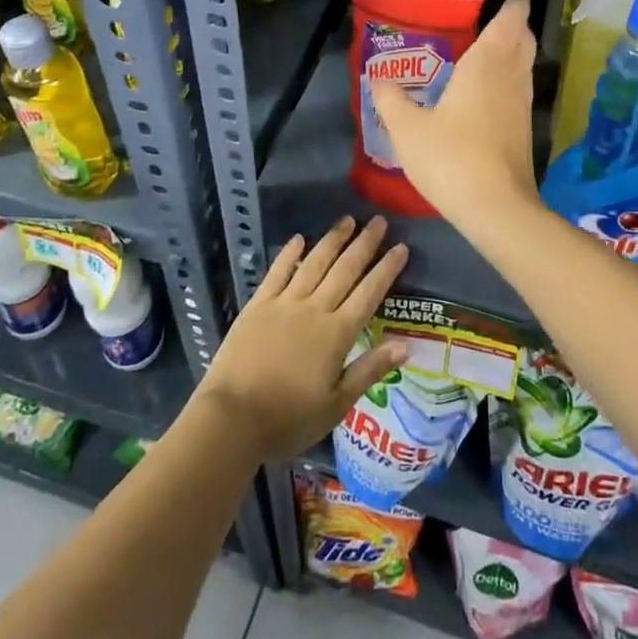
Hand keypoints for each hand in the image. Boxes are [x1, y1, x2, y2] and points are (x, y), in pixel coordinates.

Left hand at [195, 215, 407, 461]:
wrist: (232, 418)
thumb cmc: (288, 419)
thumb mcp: (336, 405)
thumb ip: (369, 370)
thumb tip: (405, 346)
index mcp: (337, 334)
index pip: (369, 294)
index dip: (386, 270)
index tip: (401, 247)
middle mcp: (314, 309)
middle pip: (345, 270)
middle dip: (364, 244)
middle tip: (379, 221)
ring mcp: (284, 303)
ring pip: (314, 263)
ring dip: (332, 240)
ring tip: (347, 220)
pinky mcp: (258, 305)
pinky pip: (277, 272)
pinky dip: (289, 254)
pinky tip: (299, 239)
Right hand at [370, 0, 540, 230]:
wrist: (497, 209)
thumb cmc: (452, 159)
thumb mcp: (408, 129)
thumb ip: (391, 100)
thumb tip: (378, 78)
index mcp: (486, 65)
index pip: (509, 21)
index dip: (515, 1)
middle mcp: (510, 78)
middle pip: (523, 40)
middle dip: (515, 23)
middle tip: (496, 15)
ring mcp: (521, 105)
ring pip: (524, 64)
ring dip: (514, 49)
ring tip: (491, 46)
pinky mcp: (523, 129)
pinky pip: (519, 87)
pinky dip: (510, 75)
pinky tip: (488, 89)